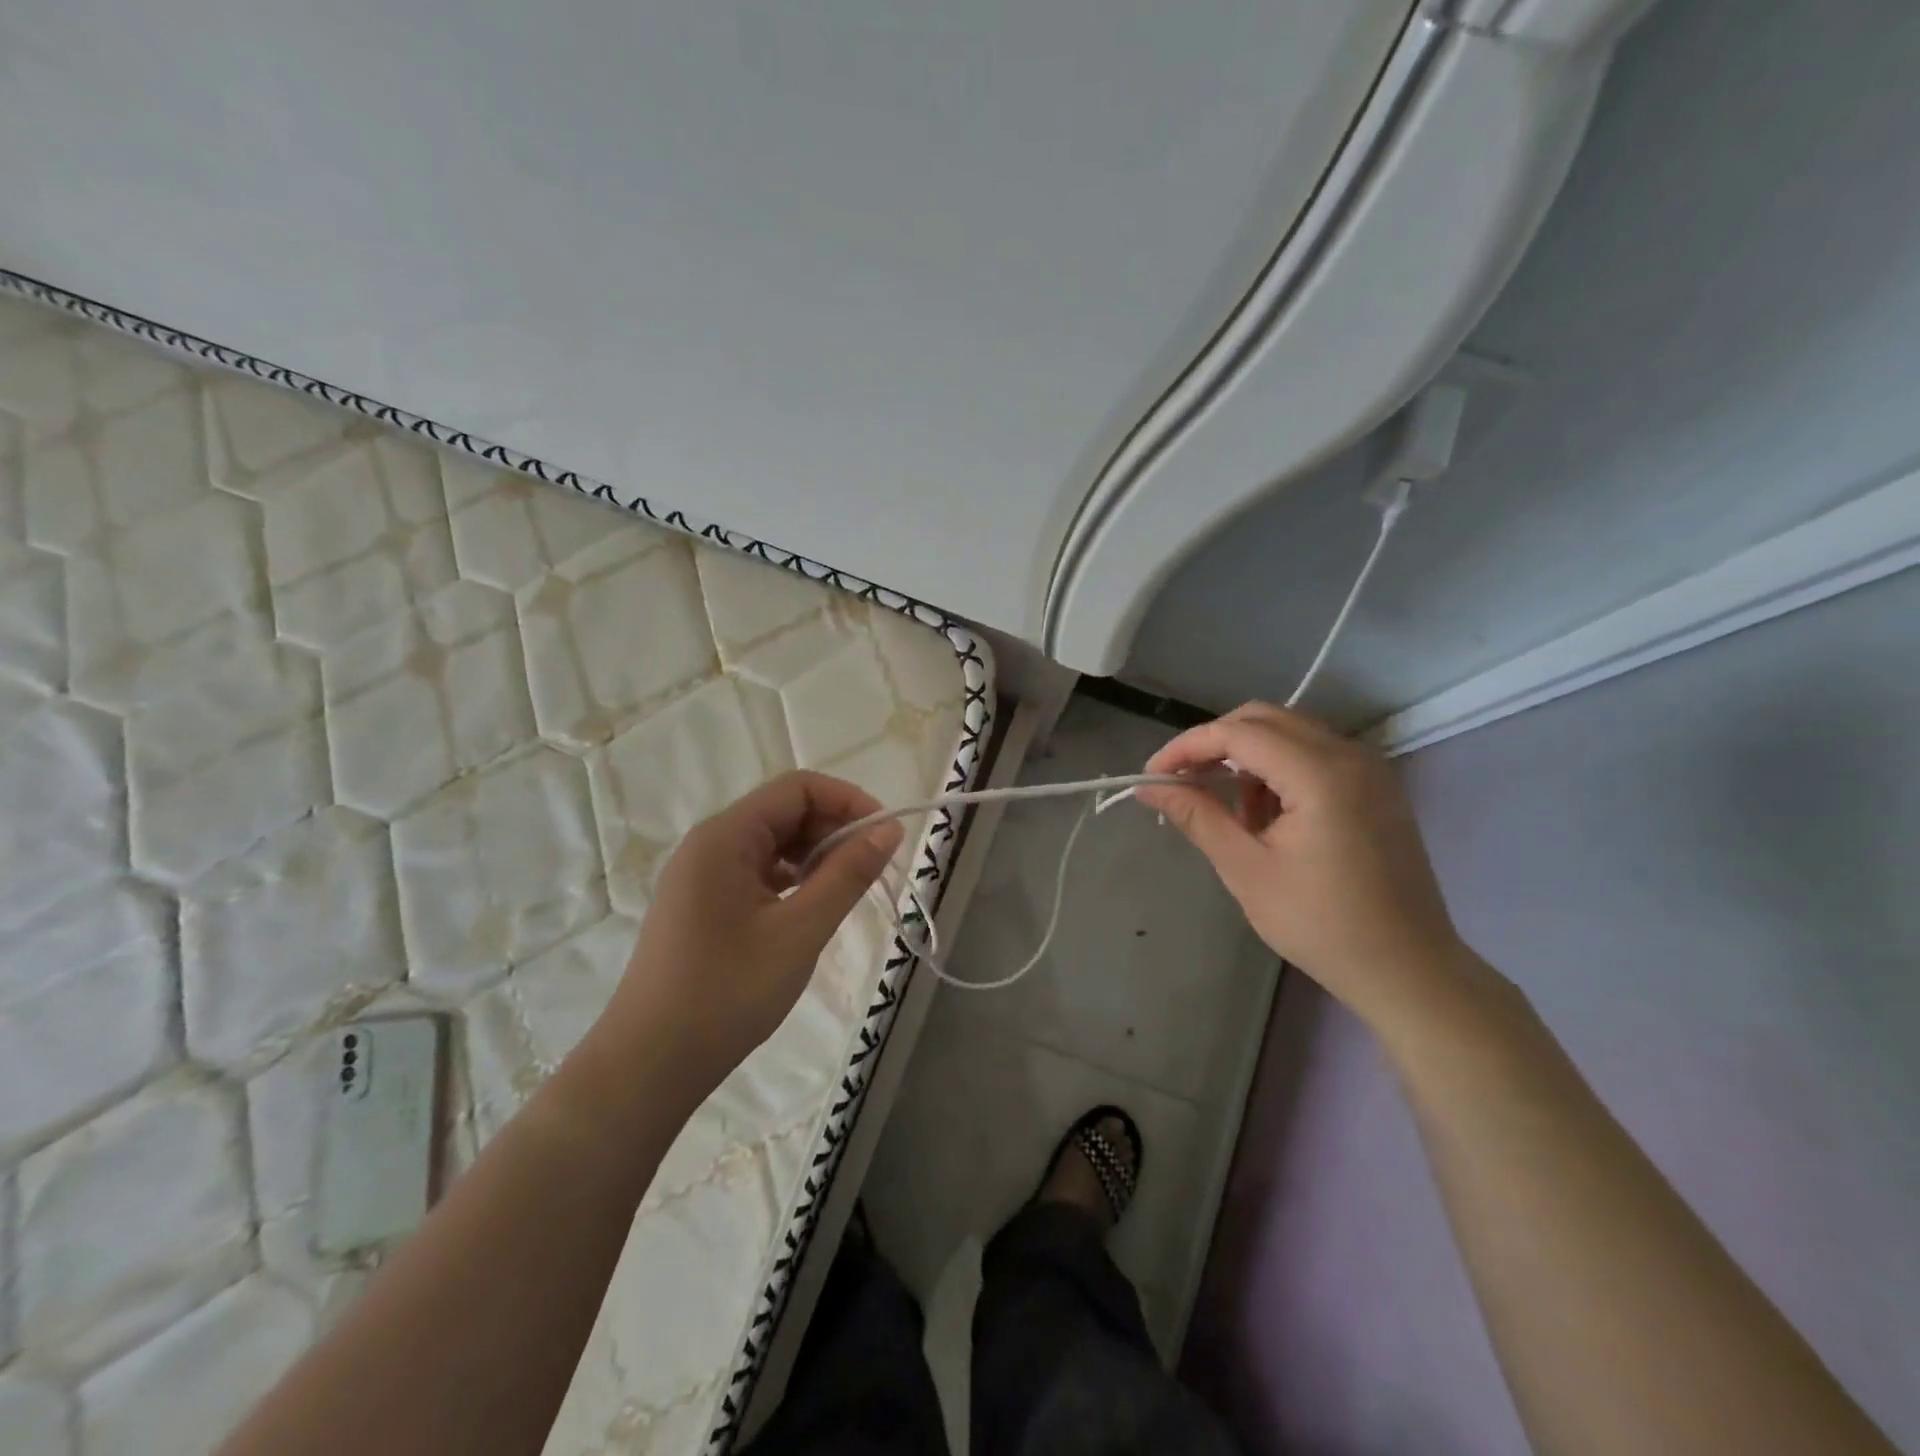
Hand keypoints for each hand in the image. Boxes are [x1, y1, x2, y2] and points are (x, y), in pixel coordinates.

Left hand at [599, 771, 902, 1099]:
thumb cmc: (727, 992)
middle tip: (872, 869)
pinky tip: (810, 908)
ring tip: (846, 891)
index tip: (885, 836)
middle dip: (834, 830)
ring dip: (815, 856)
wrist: (649, 1065)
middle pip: (784, 811)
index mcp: (725, 836)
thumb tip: (889, 830)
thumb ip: (847, 874)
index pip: (797, 788)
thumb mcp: (800, 931)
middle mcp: (709, 844)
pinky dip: (791, 879)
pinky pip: (756, 872)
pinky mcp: (702, 904)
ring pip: (772, 843)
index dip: (847, 801)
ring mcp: (702, 875)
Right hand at [1136, 703, 1469, 1025]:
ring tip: (1226, 808)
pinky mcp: (1375, 786)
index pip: (1238, 733)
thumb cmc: (1321, 925)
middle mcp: (1349, 755)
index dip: (1187, 747)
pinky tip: (1265, 815)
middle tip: (1180, 781)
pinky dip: (1278, 769)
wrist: (1407, 969)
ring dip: (1246, 756)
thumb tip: (1148, 787)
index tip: (1152, 775)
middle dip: (1214, 744)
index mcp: (1320, 774)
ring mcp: (1369, 768)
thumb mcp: (1246, 870)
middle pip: (1264, 719)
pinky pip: (1314, 754)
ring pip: (1289, 732)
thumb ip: (1197, 816)